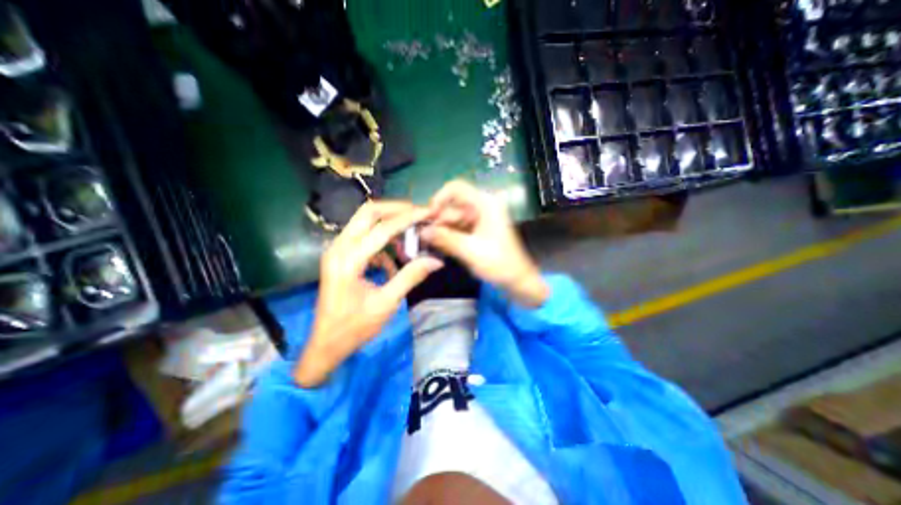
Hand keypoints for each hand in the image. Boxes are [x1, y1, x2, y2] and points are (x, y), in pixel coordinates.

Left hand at [295, 199, 442, 385]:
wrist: (326, 345)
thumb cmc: (354, 328)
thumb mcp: (386, 303)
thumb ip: (410, 277)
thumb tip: (436, 260)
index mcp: (348, 260)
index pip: (382, 228)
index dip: (408, 218)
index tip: (428, 212)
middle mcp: (339, 248)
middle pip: (368, 213)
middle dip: (396, 209)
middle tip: (418, 213)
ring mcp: (337, 250)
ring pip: (365, 222)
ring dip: (390, 224)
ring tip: (410, 238)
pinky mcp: (341, 256)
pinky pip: (365, 239)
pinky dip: (383, 243)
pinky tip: (394, 262)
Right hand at [423, 180, 548, 306]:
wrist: (516, 279)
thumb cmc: (498, 263)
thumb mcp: (470, 251)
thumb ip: (445, 239)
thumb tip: (422, 231)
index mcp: (485, 204)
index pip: (456, 188)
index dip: (439, 198)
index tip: (428, 216)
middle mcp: (482, 206)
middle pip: (453, 205)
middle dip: (438, 220)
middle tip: (424, 237)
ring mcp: (479, 218)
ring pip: (453, 217)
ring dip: (441, 229)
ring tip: (429, 243)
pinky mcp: (477, 229)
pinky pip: (457, 227)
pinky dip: (448, 234)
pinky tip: (439, 245)